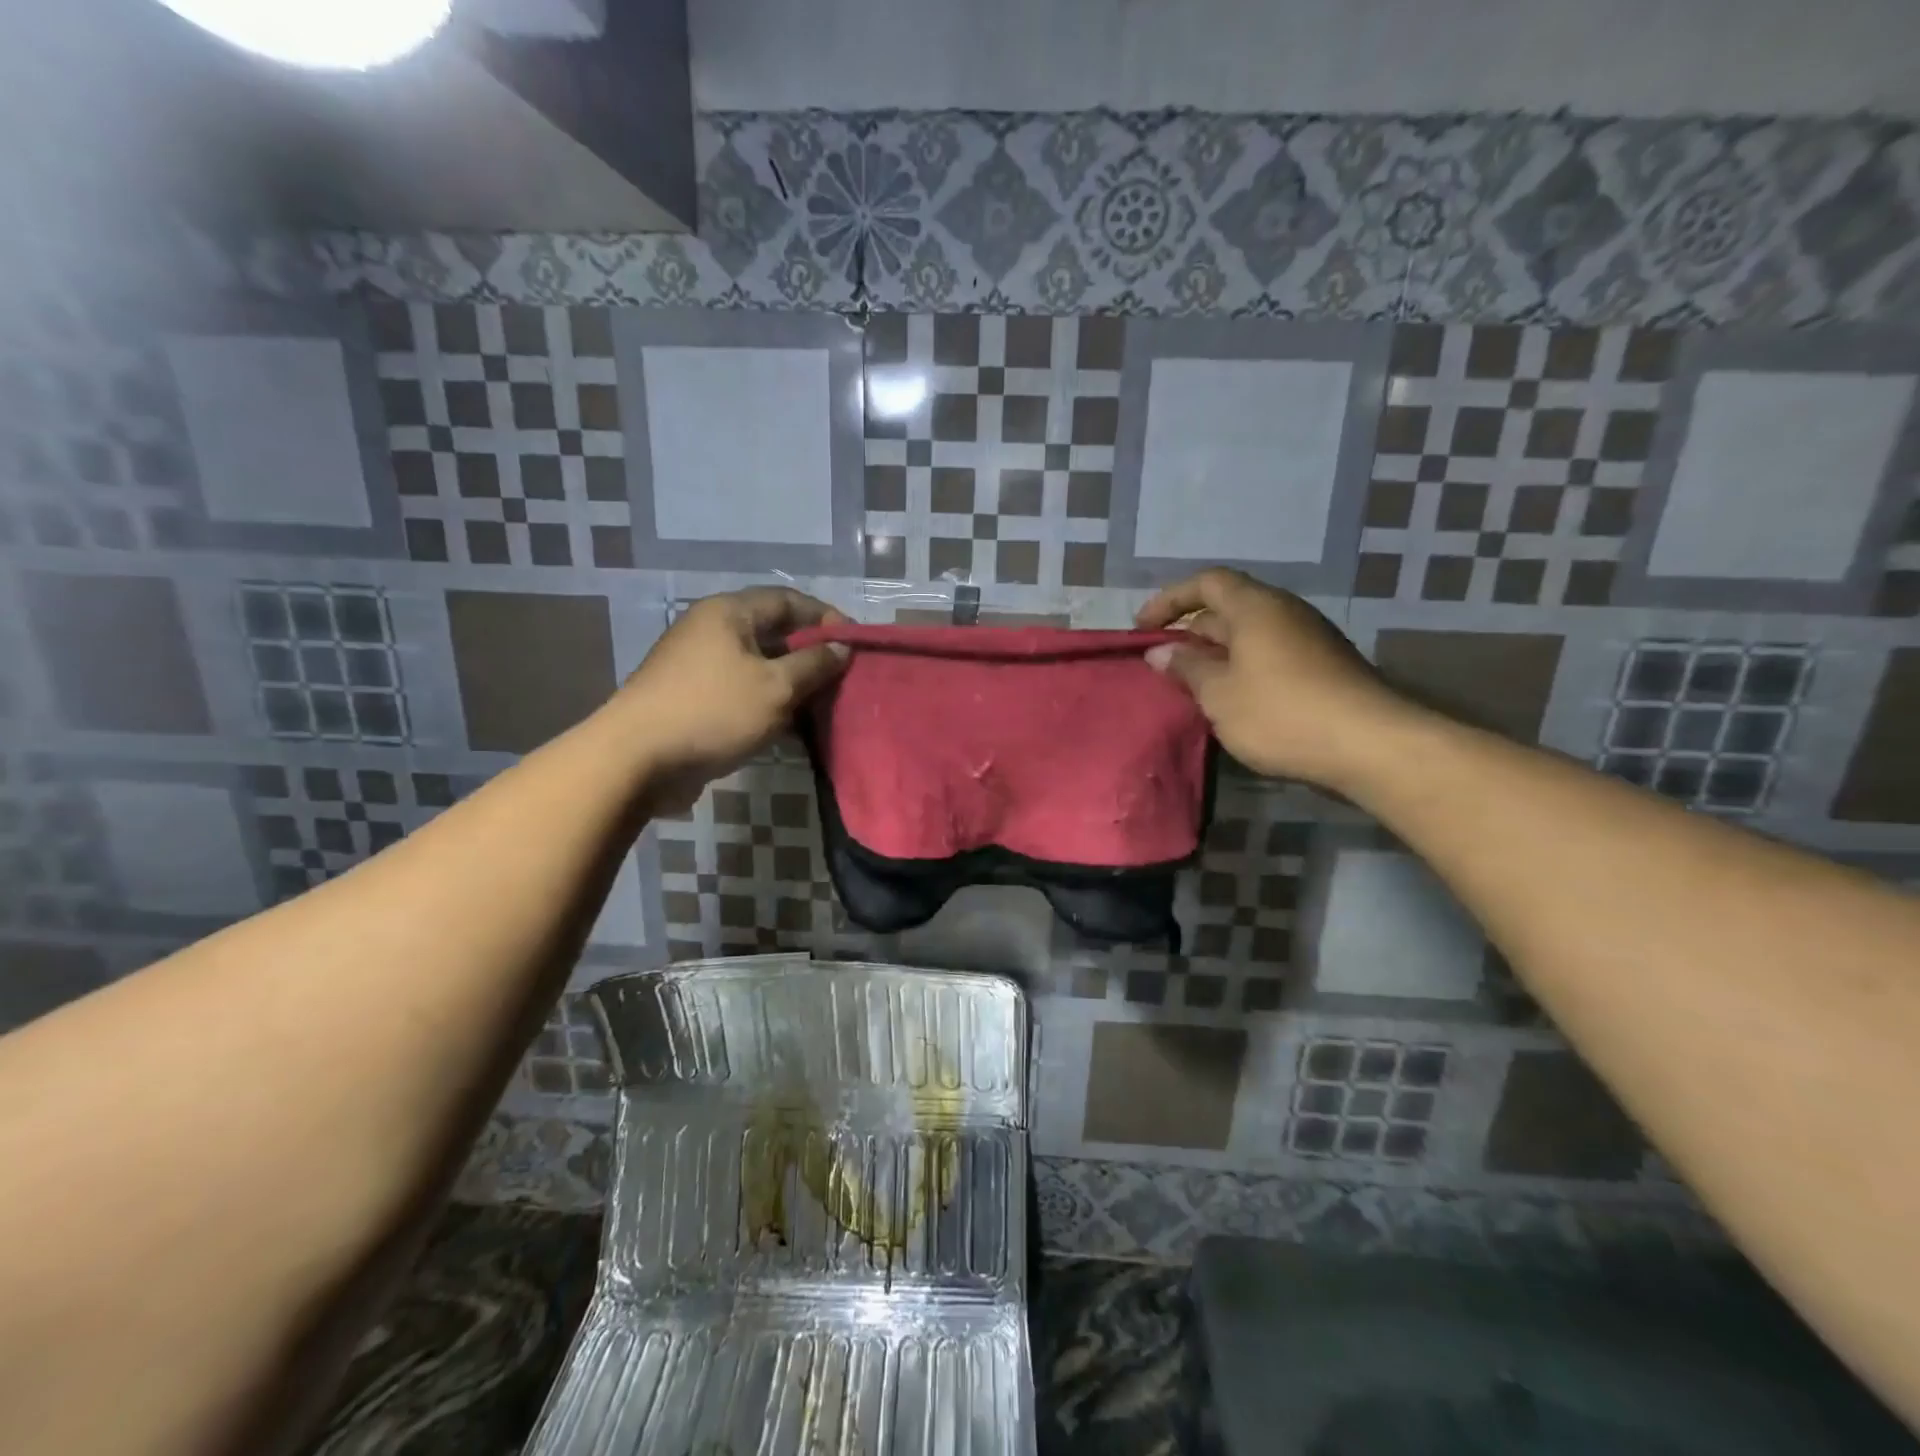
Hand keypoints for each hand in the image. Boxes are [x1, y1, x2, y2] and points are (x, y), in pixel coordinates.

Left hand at [613, 587, 849, 811]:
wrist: (637, 759)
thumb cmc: (713, 711)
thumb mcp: (776, 687)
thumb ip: (814, 664)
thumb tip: (842, 648)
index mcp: (729, 613)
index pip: (787, 600)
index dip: (825, 617)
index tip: (854, 643)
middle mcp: (711, 630)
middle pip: (773, 632)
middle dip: (810, 653)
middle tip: (841, 677)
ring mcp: (698, 665)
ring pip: (758, 665)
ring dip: (790, 682)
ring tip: (822, 705)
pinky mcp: (692, 697)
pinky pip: (741, 690)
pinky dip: (767, 702)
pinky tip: (789, 726)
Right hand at [1136, 568, 1412, 789]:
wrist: (1370, 745)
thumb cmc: (1281, 713)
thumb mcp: (1219, 694)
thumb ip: (1186, 668)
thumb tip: (1160, 651)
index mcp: (1256, 607)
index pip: (1206, 582)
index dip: (1170, 599)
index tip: (1143, 628)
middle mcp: (1284, 612)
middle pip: (1228, 607)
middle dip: (1191, 631)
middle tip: (1163, 662)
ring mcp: (1309, 639)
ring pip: (1250, 635)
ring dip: (1216, 654)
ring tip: (1192, 685)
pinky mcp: (1324, 667)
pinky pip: (1270, 655)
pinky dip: (1242, 668)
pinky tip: (1233, 701)